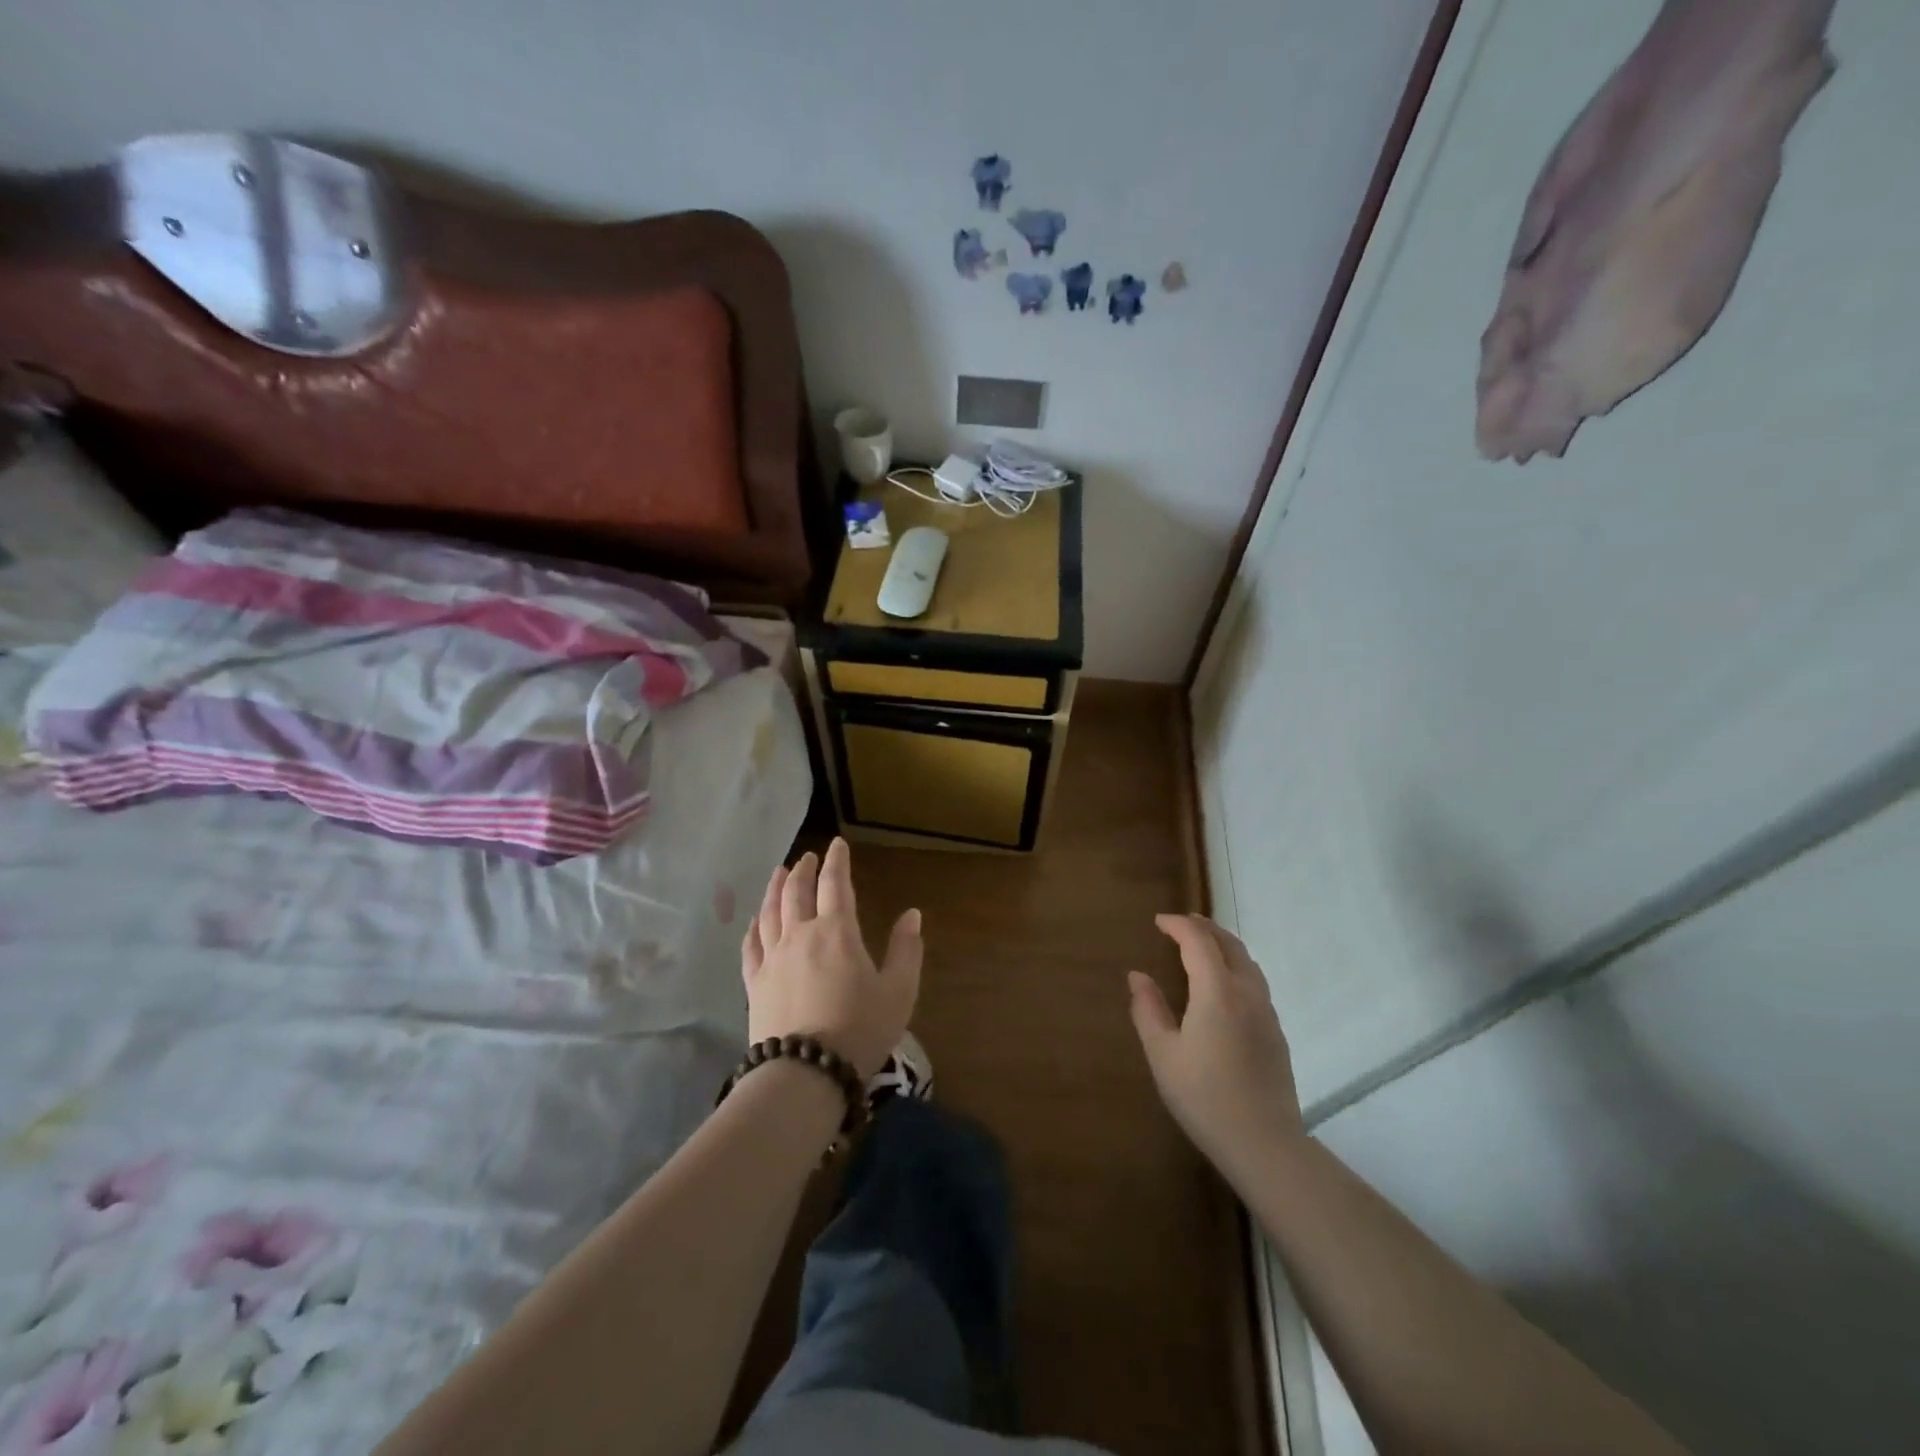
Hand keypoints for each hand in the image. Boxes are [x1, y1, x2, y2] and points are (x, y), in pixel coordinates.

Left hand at [742, 838, 922, 1078]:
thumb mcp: (898, 991)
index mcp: (836, 932)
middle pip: (797, 892)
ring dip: (775, 888)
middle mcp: (800, 935)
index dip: (836, 861)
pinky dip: (753, 928)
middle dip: (803, 870)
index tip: (837, 844)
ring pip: (769, 912)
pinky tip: (754, 922)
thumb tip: (912, 914)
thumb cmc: (859, 1029)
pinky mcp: (755, 983)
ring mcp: (772, 959)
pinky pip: (750, 946)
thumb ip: (906, 950)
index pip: (835, 884)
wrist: (805, 1074)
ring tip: (779, 873)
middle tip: (807, 857)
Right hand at [1129, 915, 1304, 1180]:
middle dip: (1204, 928)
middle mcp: (1247, 993)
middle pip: (1230, 945)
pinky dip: (1235, 966)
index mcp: (1218, 992)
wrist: (1264, 1143)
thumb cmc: (1204, 1097)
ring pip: (1248, 962)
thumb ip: (1148, 1010)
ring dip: (1223, 945)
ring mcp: (1267, 1012)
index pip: (1199, 941)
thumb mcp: (1163, 1055)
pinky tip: (1222, 985)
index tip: (1158, 921)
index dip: (1178, 925)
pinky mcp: (1276, 1032)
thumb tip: (1138, 976)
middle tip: (1180, 924)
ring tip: (1202, 946)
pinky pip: (1255, 982)